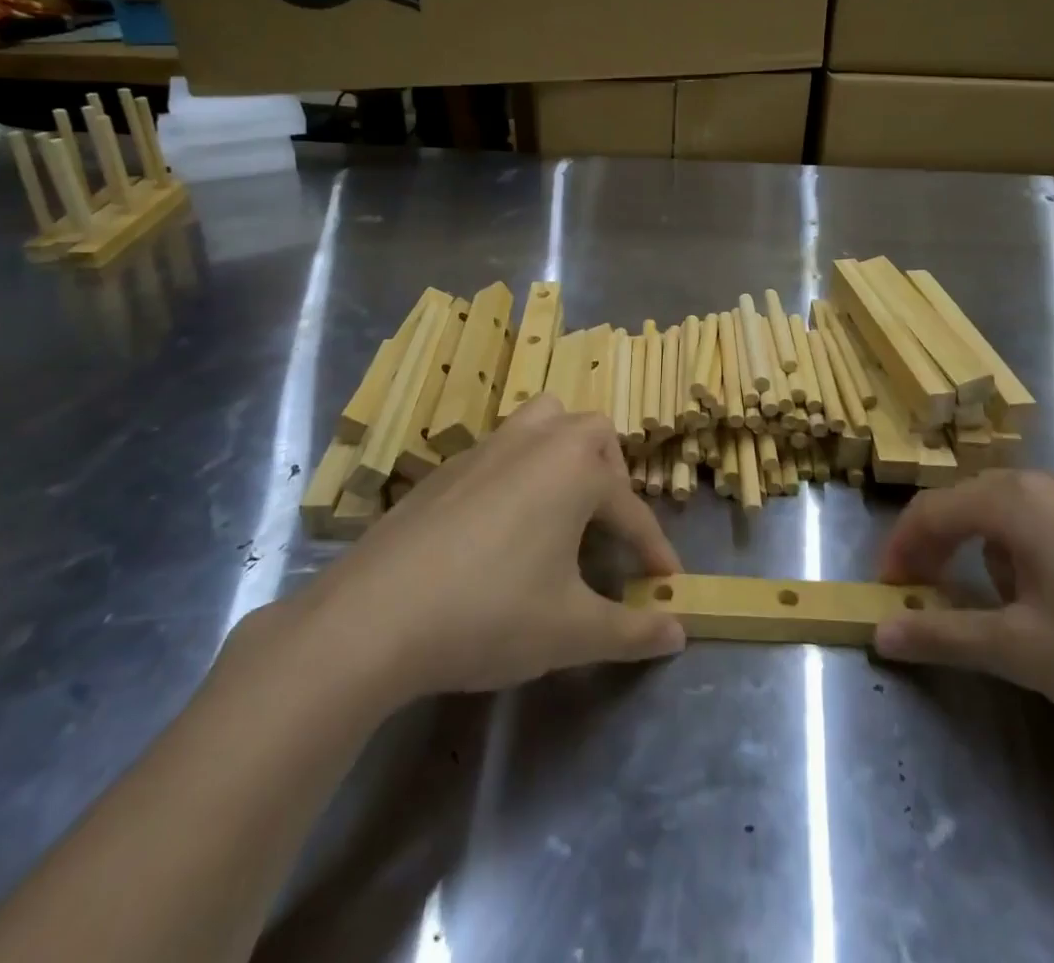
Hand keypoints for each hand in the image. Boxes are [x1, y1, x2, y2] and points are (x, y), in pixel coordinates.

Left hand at [278, 396, 684, 708]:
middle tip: (608, 525)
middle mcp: (536, 441)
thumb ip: (632, 630)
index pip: (631, 509)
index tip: (668, 581)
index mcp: (575, 468)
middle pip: (591, 434)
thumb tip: (679, 631)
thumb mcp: (571, 631)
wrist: (375, 615)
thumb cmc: (490, 613)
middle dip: (612, 474)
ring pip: (543, 422)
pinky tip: (503, 525)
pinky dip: (520, 472)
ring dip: (564, 453)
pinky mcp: (447, 466)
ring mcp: (486, 447)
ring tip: (562, 505)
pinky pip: (501, 449)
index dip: (654, 548)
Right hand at [874, 469, 1053, 761]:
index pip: (933, 510)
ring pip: (1014, 514)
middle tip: (925, 593)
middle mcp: (1052, 484)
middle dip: (940, 546)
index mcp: (1016, 499)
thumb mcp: (1021, 652)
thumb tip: (881, 631)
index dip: (901, 548)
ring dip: (986, 551)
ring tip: (995, 606)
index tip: (887, 590)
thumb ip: (943, 635)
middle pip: (971, 503)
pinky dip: (1029, 553)